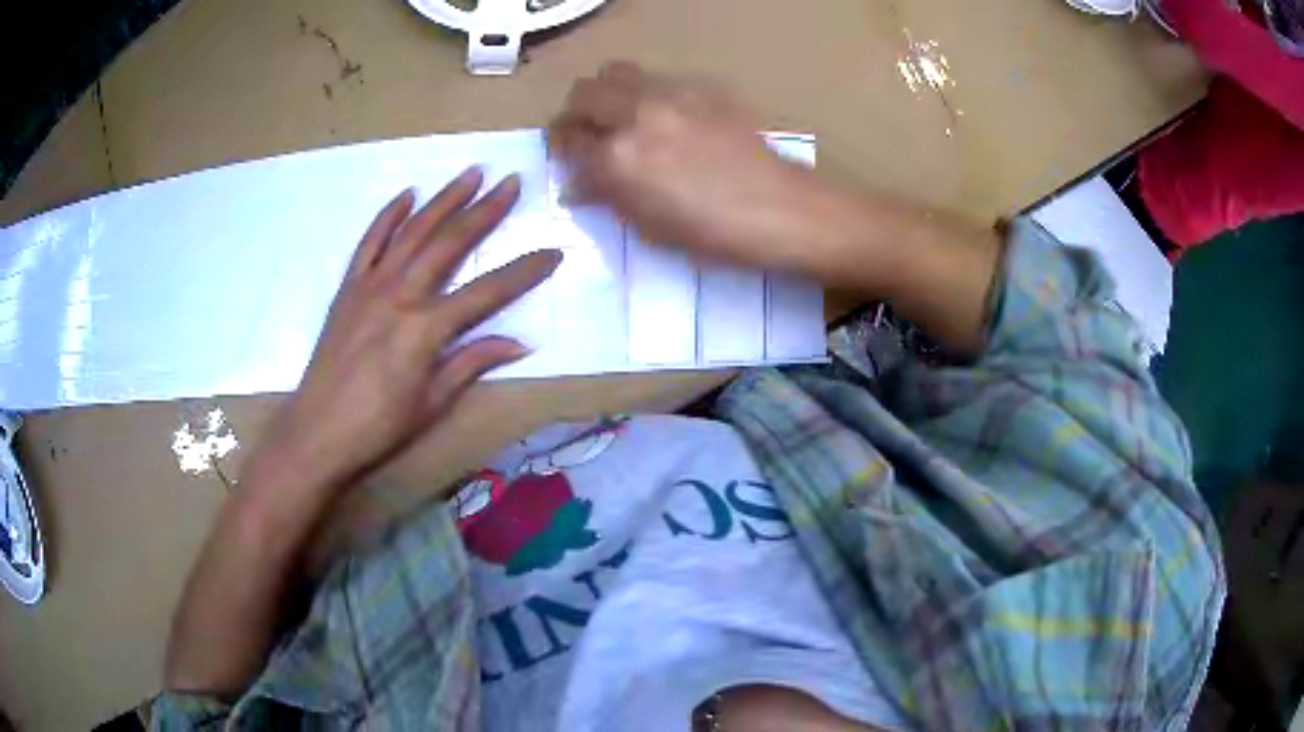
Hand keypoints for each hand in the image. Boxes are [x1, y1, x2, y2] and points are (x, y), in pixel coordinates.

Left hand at [256, 167, 560, 490]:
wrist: (317, 431)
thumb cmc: (379, 426)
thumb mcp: (432, 403)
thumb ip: (472, 363)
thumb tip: (520, 344)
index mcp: (426, 328)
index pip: (488, 291)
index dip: (524, 271)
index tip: (553, 252)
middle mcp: (401, 294)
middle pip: (450, 243)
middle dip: (485, 210)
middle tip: (511, 182)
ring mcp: (371, 285)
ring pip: (413, 231)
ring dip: (443, 200)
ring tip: (470, 173)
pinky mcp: (348, 288)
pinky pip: (370, 242)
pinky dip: (388, 216)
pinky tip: (407, 194)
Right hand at [548, 61, 862, 279]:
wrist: (783, 211)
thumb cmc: (715, 236)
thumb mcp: (650, 230)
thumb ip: (608, 198)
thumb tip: (578, 185)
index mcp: (618, 159)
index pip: (570, 141)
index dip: (564, 154)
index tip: (571, 165)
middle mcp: (636, 116)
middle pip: (583, 93)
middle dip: (574, 115)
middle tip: (584, 136)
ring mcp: (670, 96)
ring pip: (615, 72)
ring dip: (605, 93)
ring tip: (618, 118)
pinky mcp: (701, 90)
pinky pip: (656, 79)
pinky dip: (644, 94)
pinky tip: (662, 119)